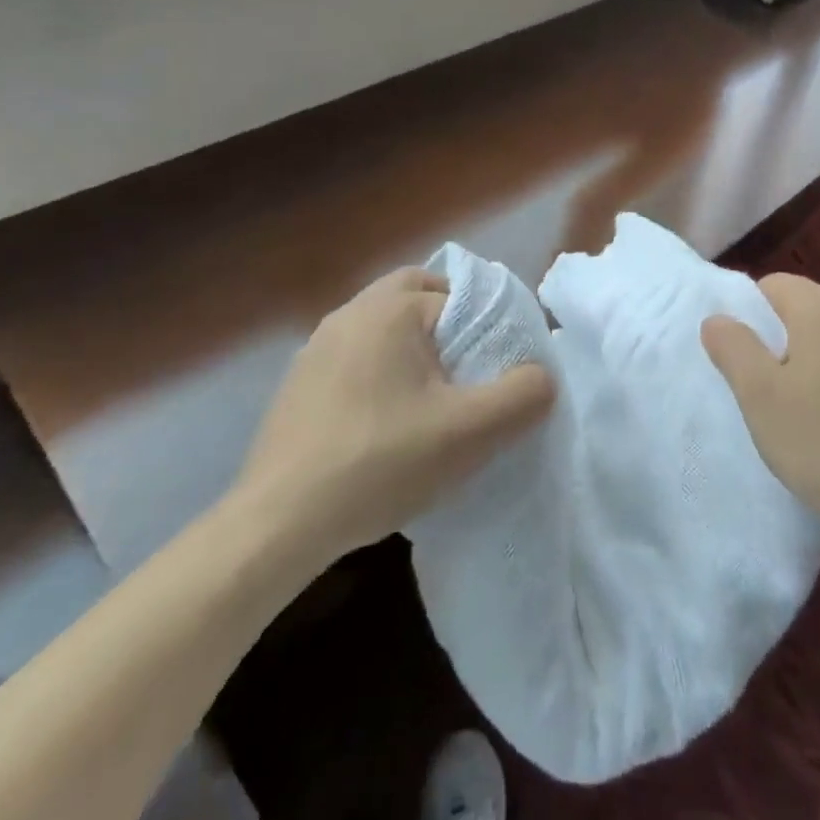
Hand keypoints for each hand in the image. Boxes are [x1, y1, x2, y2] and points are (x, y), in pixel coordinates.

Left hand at [232, 268, 555, 571]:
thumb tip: (542, 377)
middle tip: (468, 369)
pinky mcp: (296, 384)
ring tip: (432, 398)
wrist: (278, 525)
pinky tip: (385, 423)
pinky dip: (379, 371)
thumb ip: (524, 395)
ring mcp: (315, 348)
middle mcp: (348, 314)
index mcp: (390, 310)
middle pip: (415, 295)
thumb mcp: (472, 433)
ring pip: (382, 326)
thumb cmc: (381, 463)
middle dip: (448, 322)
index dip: (487, 329)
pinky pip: (354, 357)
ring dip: (412, 347)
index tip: (498, 370)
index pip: (459, 297)